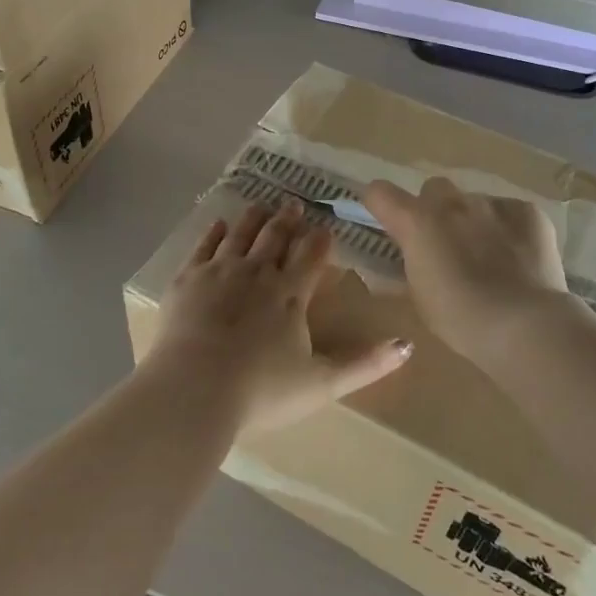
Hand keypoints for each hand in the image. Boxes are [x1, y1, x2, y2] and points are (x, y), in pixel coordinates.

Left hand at [149, 202, 412, 432]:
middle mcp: (257, 272)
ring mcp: (219, 272)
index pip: (310, 257)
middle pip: (275, 237)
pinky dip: (214, 233)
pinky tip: (219, 225)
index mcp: (290, 294)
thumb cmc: (262, 391)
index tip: (324, 226)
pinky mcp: (187, 280)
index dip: (319, 240)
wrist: (194, 390)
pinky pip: (204, 247)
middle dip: (287, 220)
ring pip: (241, 234)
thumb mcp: (322, 383)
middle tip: (293, 204)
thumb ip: (365, 364)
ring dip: (254, 218)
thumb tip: (407, 346)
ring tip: (261, 205)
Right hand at [362, 177, 571, 363]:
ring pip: (475, 203)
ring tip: (490, 258)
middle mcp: (452, 203)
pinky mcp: (528, 212)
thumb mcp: (420, 296)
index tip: (390, 222)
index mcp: (417, 222)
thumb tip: (409, 254)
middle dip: (435, 210)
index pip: (380, 192)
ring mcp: (493, 203)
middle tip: (446, 244)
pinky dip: (509, 230)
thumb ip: (410, 264)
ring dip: (474, 222)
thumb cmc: (461, 318)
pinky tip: (519, 259)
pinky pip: (510, 213)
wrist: (525, 324)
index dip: (382, 205)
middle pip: (433, 189)